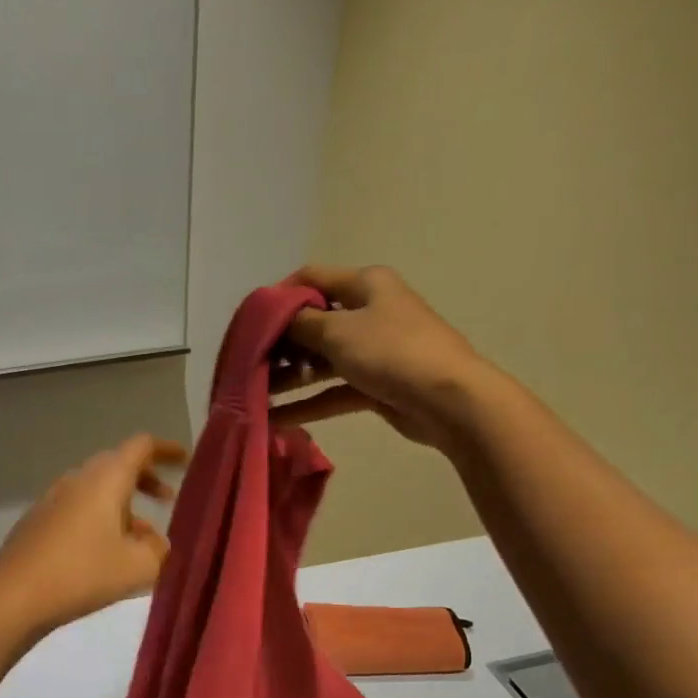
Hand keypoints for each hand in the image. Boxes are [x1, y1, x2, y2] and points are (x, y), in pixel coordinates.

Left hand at [0, 434, 186, 638]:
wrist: (14, 596)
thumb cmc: (83, 574)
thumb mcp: (138, 567)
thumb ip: (159, 549)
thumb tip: (156, 542)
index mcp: (106, 479)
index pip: (141, 446)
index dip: (166, 450)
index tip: (184, 460)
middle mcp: (78, 479)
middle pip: (117, 465)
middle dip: (145, 479)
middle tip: (167, 500)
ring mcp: (53, 498)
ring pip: (97, 490)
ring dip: (123, 506)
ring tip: (141, 539)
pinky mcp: (38, 521)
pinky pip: (78, 508)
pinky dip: (100, 519)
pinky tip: (105, 553)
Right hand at [269, 264, 480, 446]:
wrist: (448, 399)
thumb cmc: (391, 351)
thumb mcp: (338, 331)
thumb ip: (300, 324)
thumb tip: (278, 319)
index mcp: (365, 284)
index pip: (311, 279)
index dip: (278, 297)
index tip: (250, 324)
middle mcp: (369, 311)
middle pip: (313, 322)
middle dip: (281, 345)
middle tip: (251, 366)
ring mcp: (373, 350)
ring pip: (321, 361)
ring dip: (290, 377)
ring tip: (256, 396)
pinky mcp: (375, 385)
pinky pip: (333, 391)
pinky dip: (308, 403)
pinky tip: (276, 419)